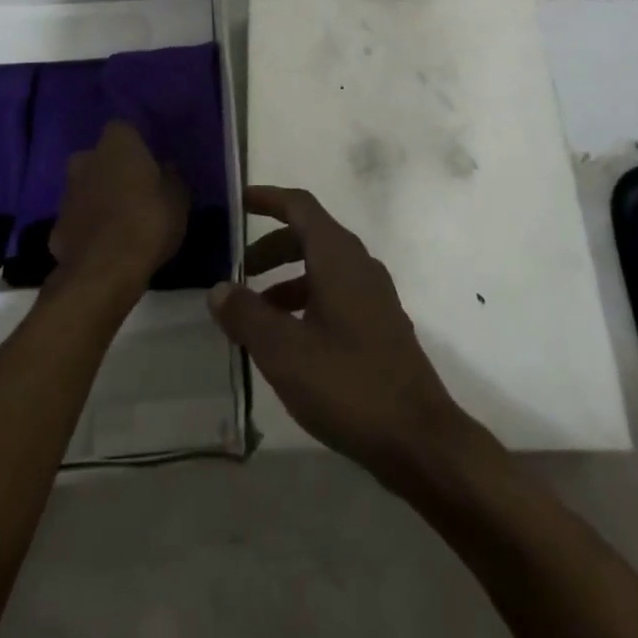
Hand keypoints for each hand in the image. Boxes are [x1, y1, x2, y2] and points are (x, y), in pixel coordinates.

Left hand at [47, 120, 188, 296]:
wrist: (103, 272)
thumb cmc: (148, 221)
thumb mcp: (178, 198)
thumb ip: (171, 177)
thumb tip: (166, 167)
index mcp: (116, 143)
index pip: (124, 130)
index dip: (137, 146)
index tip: (151, 164)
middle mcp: (85, 159)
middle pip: (100, 158)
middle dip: (113, 171)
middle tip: (135, 192)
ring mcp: (66, 194)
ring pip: (86, 188)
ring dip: (99, 199)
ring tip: (121, 223)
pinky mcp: (56, 227)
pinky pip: (78, 220)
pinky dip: (88, 228)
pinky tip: (104, 247)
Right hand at [208, 186, 474, 488]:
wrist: (419, 439)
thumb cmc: (348, 384)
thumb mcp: (284, 351)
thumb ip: (247, 315)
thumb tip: (218, 288)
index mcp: (338, 256)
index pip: (299, 206)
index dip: (267, 198)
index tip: (237, 202)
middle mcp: (359, 264)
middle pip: (309, 235)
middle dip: (270, 247)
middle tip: (238, 271)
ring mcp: (374, 295)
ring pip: (322, 267)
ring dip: (286, 278)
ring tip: (255, 313)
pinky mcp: (380, 325)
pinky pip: (336, 293)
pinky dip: (306, 300)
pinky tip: (289, 340)